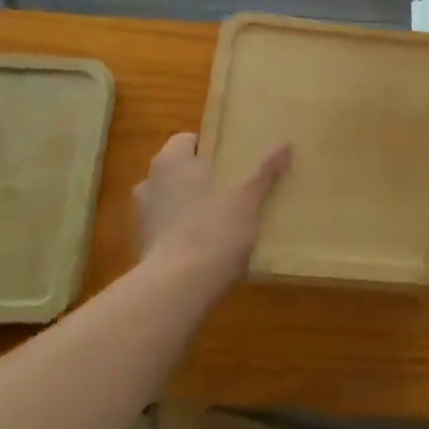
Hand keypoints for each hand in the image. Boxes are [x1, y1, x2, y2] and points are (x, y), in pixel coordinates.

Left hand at [134, 133, 289, 293]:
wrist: (177, 289)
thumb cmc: (212, 230)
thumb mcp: (247, 200)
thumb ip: (264, 172)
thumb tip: (286, 144)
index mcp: (171, 160)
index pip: (188, 139)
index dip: (210, 147)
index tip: (233, 159)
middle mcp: (150, 181)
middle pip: (179, 169)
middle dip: (202, 176)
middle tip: (233, 185)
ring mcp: (142, 215)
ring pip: (172, 198)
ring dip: (191, 203)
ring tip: (222, 216)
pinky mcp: (142, 245)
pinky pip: (167, 226)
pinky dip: (182, 229)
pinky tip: (207, 244)